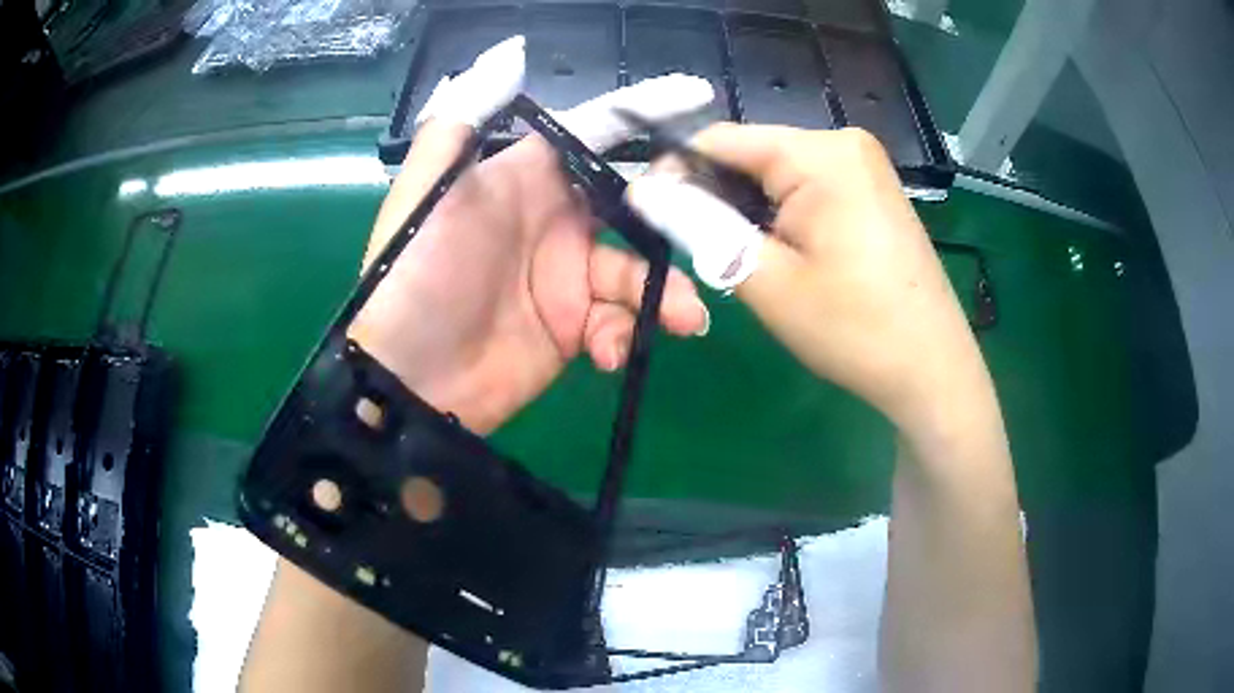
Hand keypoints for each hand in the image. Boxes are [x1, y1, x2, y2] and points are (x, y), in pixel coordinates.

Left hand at [351, 70, 714, 434]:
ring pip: (639, 271)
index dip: (646, 109)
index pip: (597, 130)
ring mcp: (568, 278)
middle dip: (675, 214)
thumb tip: (510, 52)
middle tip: (708, 227)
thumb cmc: (412, 276)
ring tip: (684, 317)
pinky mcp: (574, 329)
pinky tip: (609, 352)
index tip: (699, 96)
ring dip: (665, 292)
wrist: (406, 378)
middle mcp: (556, 220)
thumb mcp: (426, 192)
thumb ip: (463, 120)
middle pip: (637, 204)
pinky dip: (624, 335)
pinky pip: (619, 323)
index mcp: (526, 177)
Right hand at [627, 124, 986, 434]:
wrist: (931, 370)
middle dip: (717, 197)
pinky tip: (786, 256)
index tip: (649, 212)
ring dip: (749, 211)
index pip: (721, 139)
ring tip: (746, 262)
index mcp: (821, 153)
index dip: (676, 171)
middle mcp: (844, 143)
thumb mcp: (765, 278)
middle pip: (752, 154)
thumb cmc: (853, 328)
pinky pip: (807, 188)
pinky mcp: (873, 191)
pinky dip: (782, 216)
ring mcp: (864, 166)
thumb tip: (640, 188)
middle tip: (702, 253)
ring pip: (777, 175)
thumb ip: (697, 224)